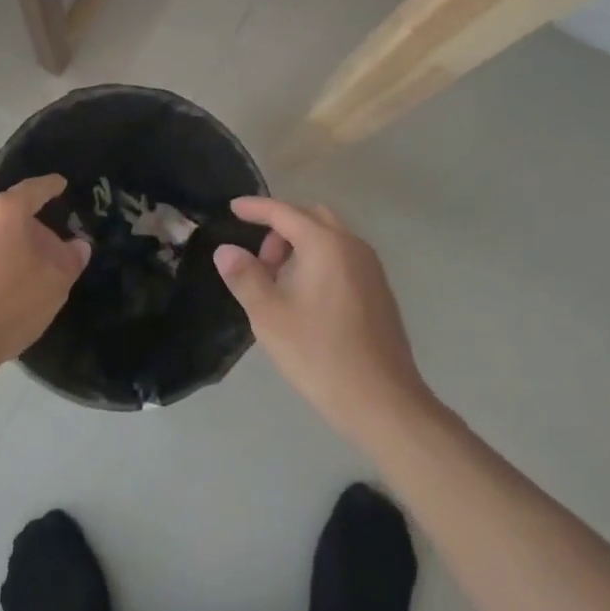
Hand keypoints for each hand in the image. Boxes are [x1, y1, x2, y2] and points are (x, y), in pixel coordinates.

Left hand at [0, 175, 89, 379]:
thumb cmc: (10, 305)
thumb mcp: (56, 283)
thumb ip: (71, 257)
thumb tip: (77, 245)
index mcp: (5, 211)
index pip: (34, 189)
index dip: (50, 186)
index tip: (59, 184)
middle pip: (4, 215)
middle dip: (21, 228)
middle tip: (37, 251)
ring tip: (5, 278)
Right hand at [214, 198, 431, 442]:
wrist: (383, 403)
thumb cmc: (320, 354)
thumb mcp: (269, 316)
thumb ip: (245, 276)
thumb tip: (225, 250)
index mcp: (325, 244)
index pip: (284, 212)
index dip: (255, 207)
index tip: (232, 208)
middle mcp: (352, 245)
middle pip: (310, 216)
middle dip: (280, 227)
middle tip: (260, 262)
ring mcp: (371, 267)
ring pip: (329, 236)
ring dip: (300, 244)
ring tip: (279, 281)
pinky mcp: (379, 290)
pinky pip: (342, 255)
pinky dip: (319, 259)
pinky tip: (305, 296)